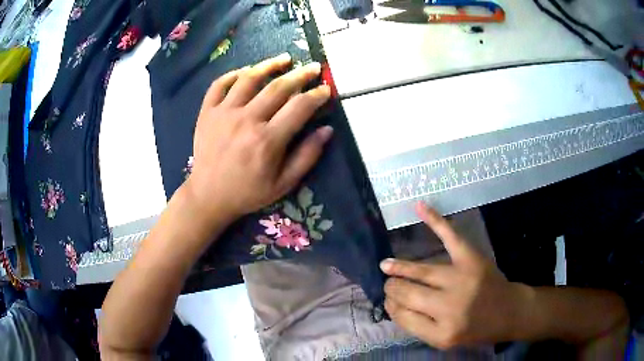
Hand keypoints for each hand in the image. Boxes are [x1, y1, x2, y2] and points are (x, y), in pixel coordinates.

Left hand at [184, 53, 331, 225]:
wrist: (208, 196)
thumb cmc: (248, 192)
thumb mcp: (283, 184)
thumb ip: (307, 156)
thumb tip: (327, 130)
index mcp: (268, 140)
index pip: (300, 107)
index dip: (317, 95)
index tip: (326, 89)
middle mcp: (247, 120)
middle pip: (278, 87)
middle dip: (301, 74)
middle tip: (313, 67)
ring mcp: (224, 113)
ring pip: (249, 78)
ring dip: (269, 65)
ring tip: (285, 59)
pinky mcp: (207, 112)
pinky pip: (220, 84)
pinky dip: (233, 74)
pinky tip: (246, 71)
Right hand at [381, 203, 530, 349]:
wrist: (508, 311)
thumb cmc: (475, 329)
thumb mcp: (445, 340)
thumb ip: (419, 326)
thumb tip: (393, 304)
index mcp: (442, 333)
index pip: (403, 316)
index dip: (392, 306)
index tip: (389, 301)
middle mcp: (450, 307)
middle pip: (408, 293)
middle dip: (392, 288)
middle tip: (389, 285)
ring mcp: (462, 280)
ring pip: (421, 271)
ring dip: (399, 268)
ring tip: (386, 266)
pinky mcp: (473, 259)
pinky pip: (451, 238)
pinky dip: (436, 221)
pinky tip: (420, 207)